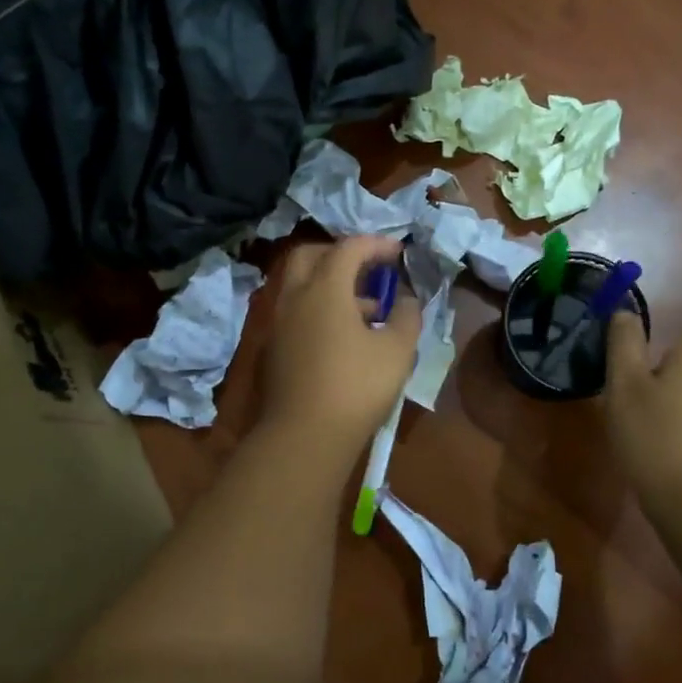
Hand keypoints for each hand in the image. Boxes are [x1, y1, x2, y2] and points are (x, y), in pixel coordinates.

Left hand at [261, 235, 421, 449]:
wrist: (304, 437)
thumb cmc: (356, 387)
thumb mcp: (397, 350)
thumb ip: (407, 316)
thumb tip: (406, 299)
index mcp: (324, 288)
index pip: (349, 248)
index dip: (377, 245)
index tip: (400, 253)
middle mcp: (294, 297)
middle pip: (312, 255)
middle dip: (342, 254)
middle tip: (370, 268)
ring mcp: (279, 323)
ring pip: (302, 286)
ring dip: (332, 284)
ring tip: (368, 308)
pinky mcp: (274, 348)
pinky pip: (297, 311)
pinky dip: (319, 308)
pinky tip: (345, 336)